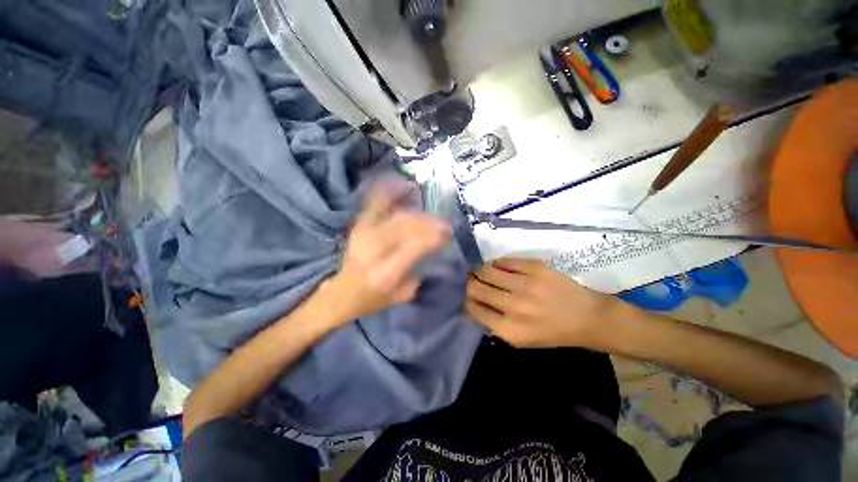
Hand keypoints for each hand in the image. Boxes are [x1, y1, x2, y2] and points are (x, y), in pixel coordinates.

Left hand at [321, 184, 451, 323]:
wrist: (342, 293)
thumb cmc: (373, 299)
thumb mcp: (402, 296)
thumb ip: (420, 273)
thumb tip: (434, 247)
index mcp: (387, 271)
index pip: (415, 246)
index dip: (435, 236)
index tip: (448, 233)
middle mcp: (374, 249)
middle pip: (407, 226)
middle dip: (429, 222)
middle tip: (443, 224)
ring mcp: (364, 234)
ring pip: (397, 215)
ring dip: (418, 212)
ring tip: (431, 215)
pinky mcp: (359, 226)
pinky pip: (376, 202)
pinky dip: (390, 191)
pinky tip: (404, 185)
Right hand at [466, 258, 622, 347]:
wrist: (587, 318)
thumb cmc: (551, 332)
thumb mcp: (520, 340)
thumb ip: (493, 324)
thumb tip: (472, 304)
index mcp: (508, 329)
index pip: (472, 308)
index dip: (465, 298)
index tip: (464, 293)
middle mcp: (513, 306)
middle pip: (476, 288)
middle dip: (468, 282)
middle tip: (467, 278)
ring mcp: (525, 284)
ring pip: (487, 271)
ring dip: (479, 270)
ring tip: (478, 270)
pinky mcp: (535, 268)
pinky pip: (505, 261)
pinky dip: (497, 263)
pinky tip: (497, 266)